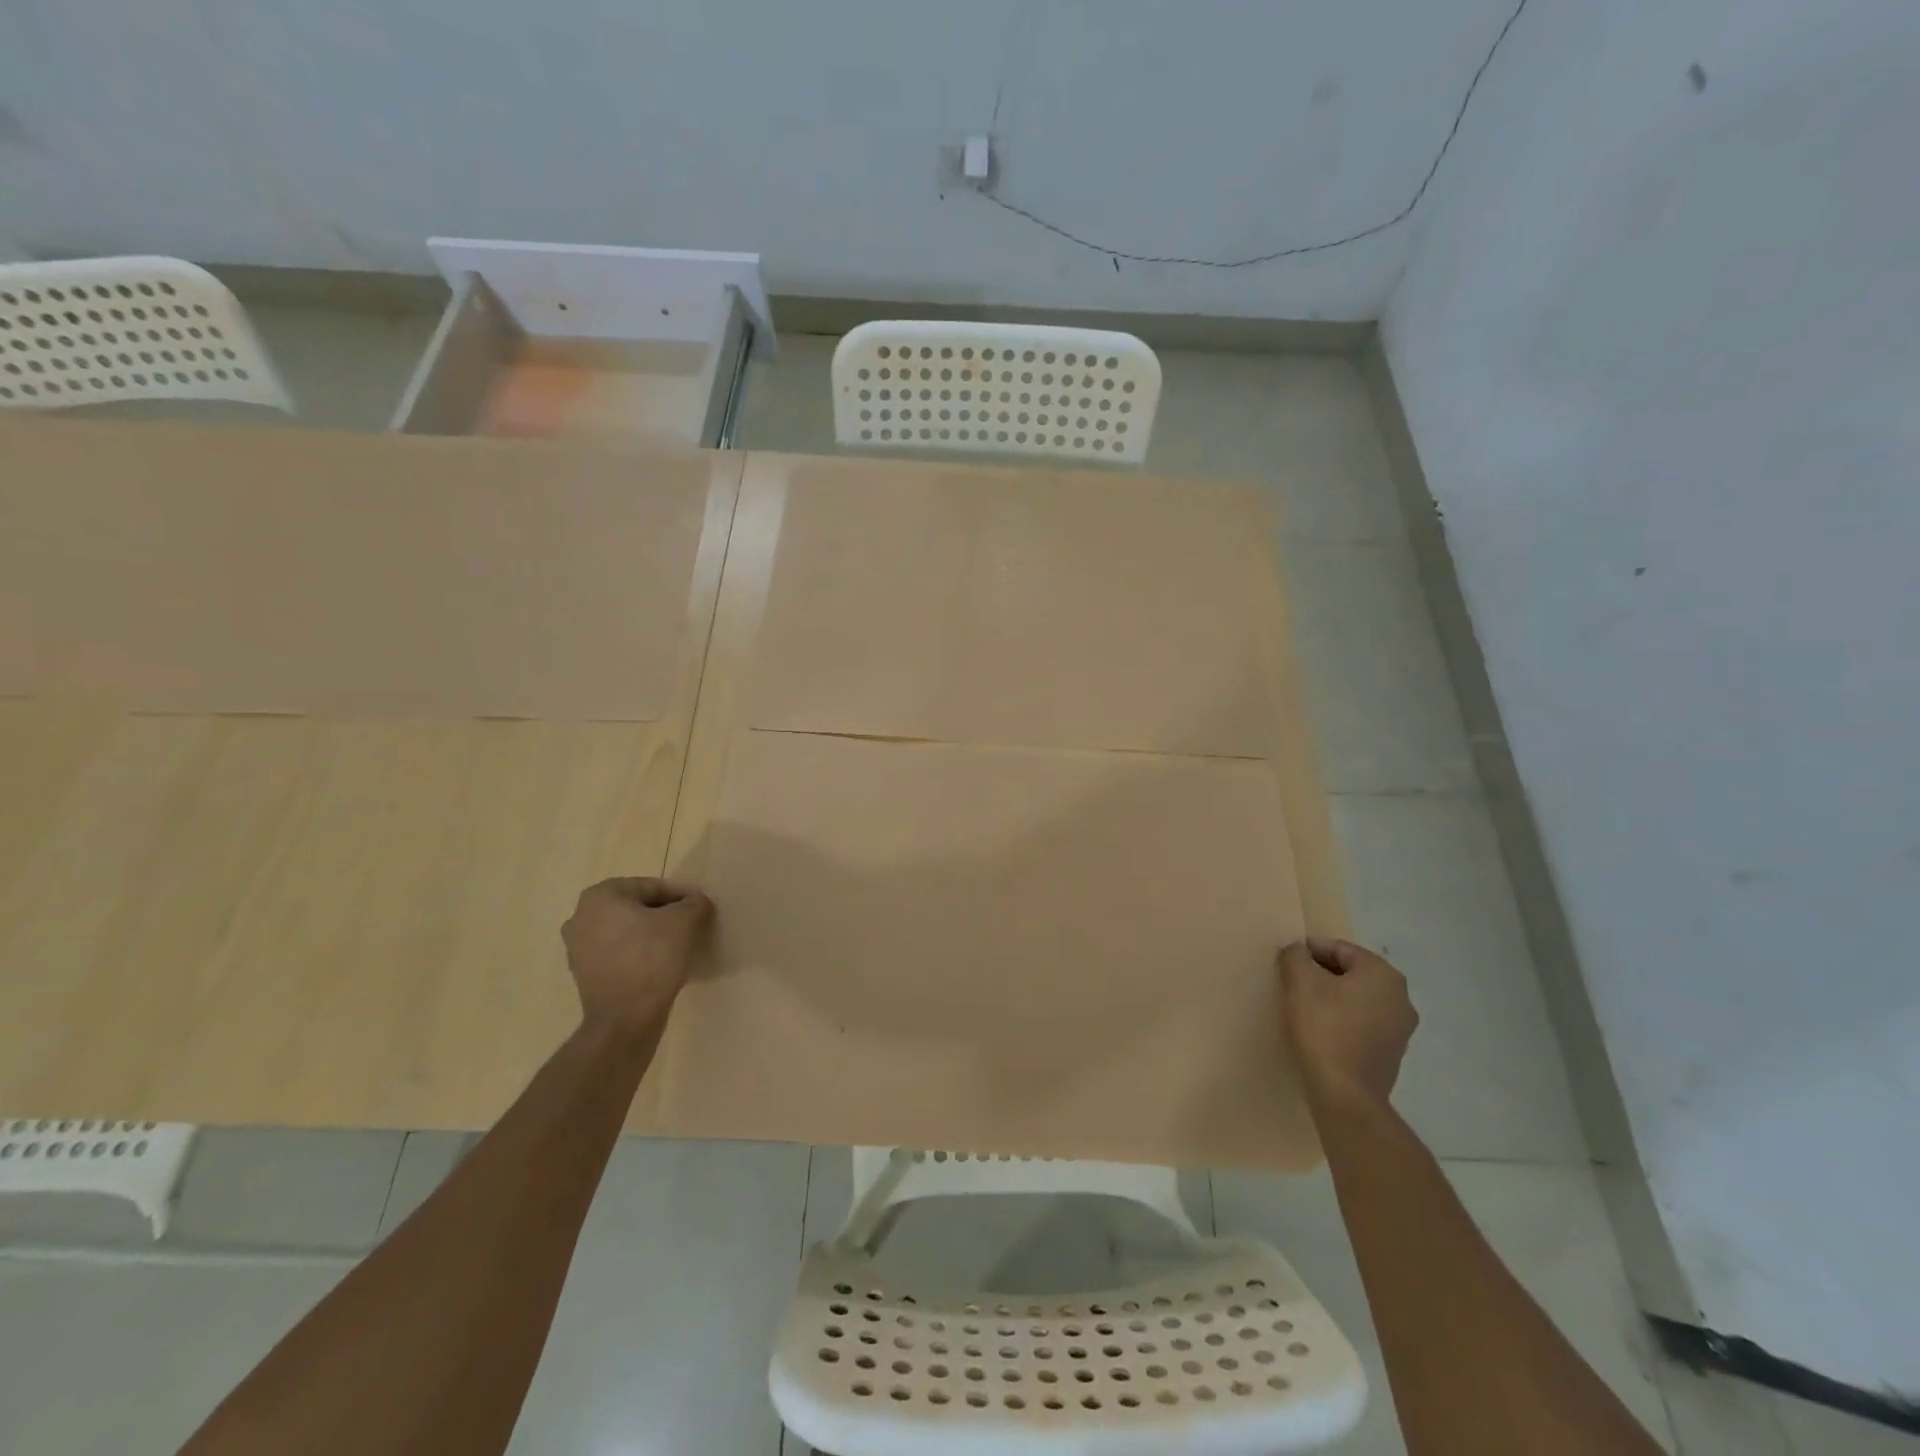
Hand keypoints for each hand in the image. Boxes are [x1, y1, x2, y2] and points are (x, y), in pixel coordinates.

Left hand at [562, 877, 714, 1034]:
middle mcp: (581, 916)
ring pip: (627, 931)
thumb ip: (694, 904)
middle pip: (637, 908)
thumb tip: (696, 903)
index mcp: (601, 896)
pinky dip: (638, 955)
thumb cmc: (652, 959)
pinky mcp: (584, 975)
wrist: (625, 1019)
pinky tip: (660, 967)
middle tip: (691, 927)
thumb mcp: (685, 922)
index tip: (700, 910)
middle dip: (664, 915)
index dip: (681, 897)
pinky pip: (619, 954)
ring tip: (678, 947)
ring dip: (651, 935)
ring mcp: (578, 948)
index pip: (652, 887)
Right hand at [1278, 937, 1417, 1110]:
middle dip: (1321, 974)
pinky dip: (1343, 1020)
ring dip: (1332, 998)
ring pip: (1358, 999)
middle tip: (1292, 982)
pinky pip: (1363, 1023)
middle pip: (1351, 973)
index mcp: (1383, 974)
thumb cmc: (1324, 1028)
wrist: (1346, 1094)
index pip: (1340, 949)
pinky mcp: (1392, 1053)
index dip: (1309, 950)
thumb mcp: (1300, 982)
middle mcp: (1401, 997)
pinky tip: (1321, 1030)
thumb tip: (1297, 951)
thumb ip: (1296, 956)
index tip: (1286, 961)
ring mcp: (1401, 1028)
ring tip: (1304, 1007)